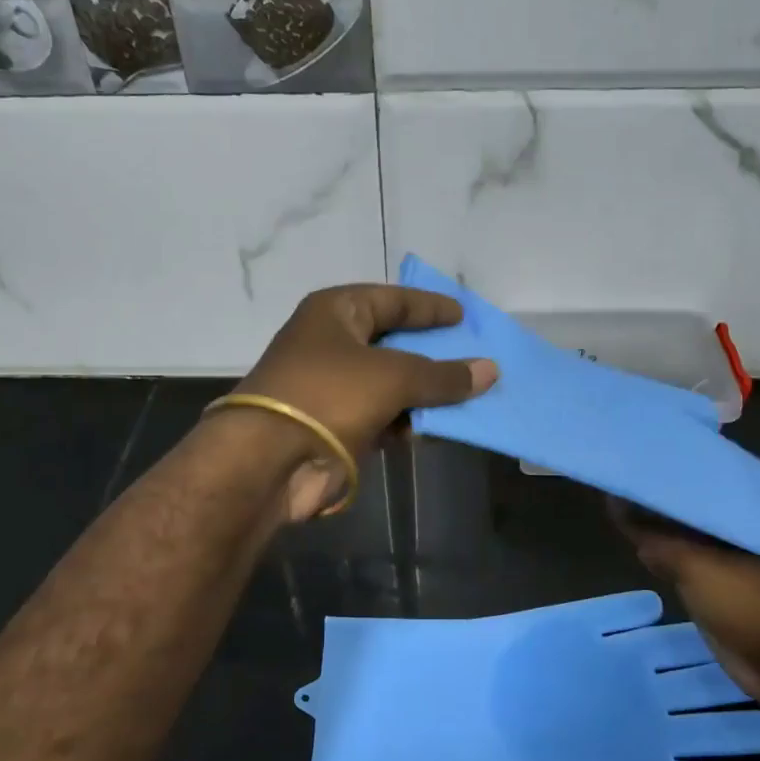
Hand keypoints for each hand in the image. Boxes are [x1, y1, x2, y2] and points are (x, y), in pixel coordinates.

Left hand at [237, 285, 498, 520]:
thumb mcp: (393, 377)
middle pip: (393, 342)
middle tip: (474, 356)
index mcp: (336, 312)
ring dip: (425, 393)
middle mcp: (332, 343)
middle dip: (432, 353)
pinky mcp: (337, 425)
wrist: (269, 461)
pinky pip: (384, 416)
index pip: (392, 299)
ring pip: (391, 384)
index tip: (464, 315)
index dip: (429, 307)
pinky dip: (409, 422)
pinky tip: (439, 428)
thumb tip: (490, 370)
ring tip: (469, 396)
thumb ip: (443, 374)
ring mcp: (333, 387)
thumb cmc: (329, 395)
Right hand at [611, 498, 759, 707]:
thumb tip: (620, 510)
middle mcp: (722, 536)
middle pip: (681, 513)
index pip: (687, 490)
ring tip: (617, 508)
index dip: (660, 480)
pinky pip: (676, 564)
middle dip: (653, 502)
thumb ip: (657, 538)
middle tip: (617, 483)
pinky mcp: (708, 590)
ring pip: (677, 539)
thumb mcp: (694, 564)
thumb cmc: (743, 602)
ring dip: (653, 529)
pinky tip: (638, 548)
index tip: (629, 467)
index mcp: (727, 520)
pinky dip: (658, 555)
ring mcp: (716, 564)